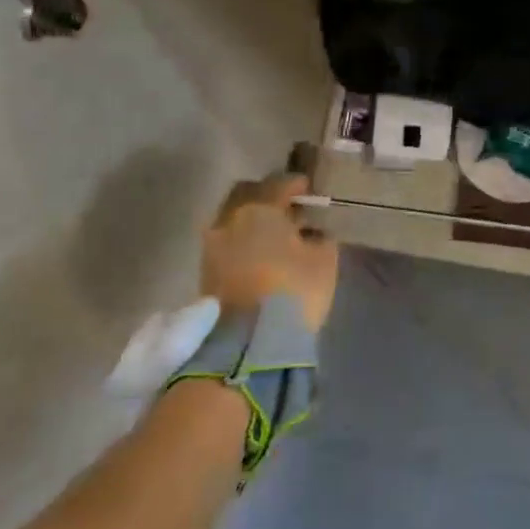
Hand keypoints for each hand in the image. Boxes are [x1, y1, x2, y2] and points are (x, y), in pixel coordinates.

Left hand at [202, 174, 339, 332]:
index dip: (296, 184)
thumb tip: (312, 232)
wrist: (249, 343)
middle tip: (287, 206)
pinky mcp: (206, 272)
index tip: (308, 189)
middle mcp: (229, 219)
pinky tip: (261, 251)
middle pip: (247, 195)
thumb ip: (319, 238)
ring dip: (251, 220)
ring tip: (274, 233)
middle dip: (266, 197)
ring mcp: (213, 246)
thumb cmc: (293, 290)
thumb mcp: (323, 260)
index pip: (279, 184)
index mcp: (259, 209)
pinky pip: (227, 242)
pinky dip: (242, 240)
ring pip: (233, 219)